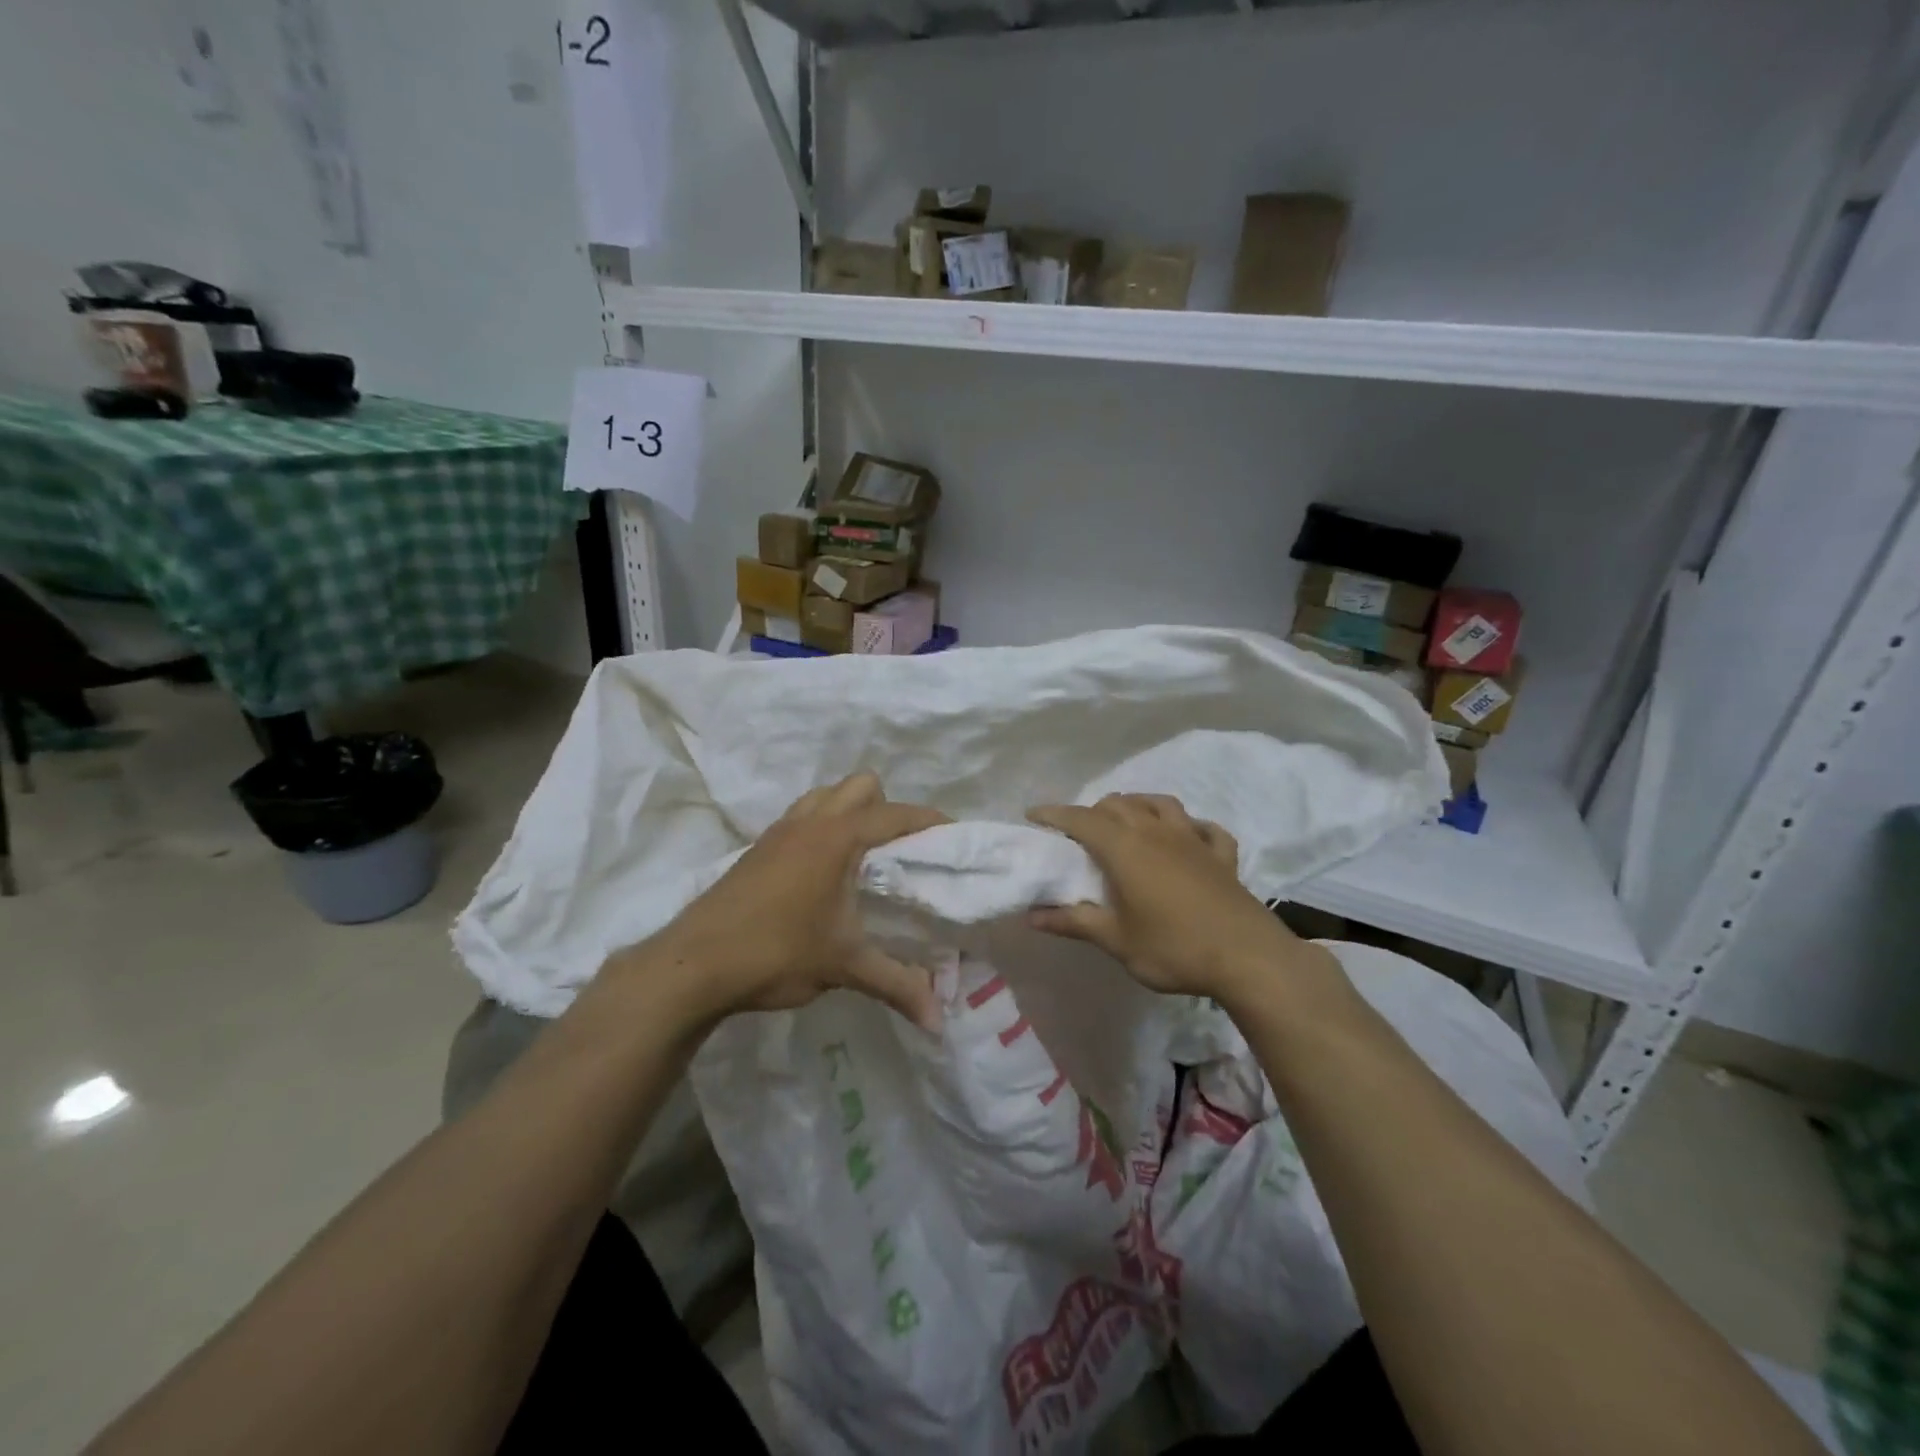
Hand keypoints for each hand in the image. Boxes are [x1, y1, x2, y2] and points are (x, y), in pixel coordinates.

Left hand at [636, 772, 947, 1030]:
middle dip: (887, 809)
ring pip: (827, 796)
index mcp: (838, 838)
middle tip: (900, 852)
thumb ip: (896, 986)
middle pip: (862, 786)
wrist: (693, 964)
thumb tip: (939, 1021)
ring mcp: (779, 831)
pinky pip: (802, 816)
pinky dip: (822, 827)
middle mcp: (810, 822)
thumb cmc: (775, 953)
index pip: (897, 814)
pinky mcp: (758, 848)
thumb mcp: (843, 966)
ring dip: (850, 812)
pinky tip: (822, 873)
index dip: (930, 820)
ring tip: (863, 857)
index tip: (954, 836)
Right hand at [1026, 794, 1305, 999]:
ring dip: (1137, 806)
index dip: (1054, 814)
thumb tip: (1032, 916)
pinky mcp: (1222, 855)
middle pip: (1118, 804)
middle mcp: (1156, 831)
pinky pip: (1203, 828)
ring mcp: (1193, 839)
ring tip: (1127, 823)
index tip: (1032, 814)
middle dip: (1093, 811)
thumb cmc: (1173, 948)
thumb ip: (1074, 923)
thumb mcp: (1116, 941)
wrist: (1248, 958)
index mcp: (1125, 848)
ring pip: (1160, 803)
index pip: (1081, 819)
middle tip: (1079, 834)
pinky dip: (1189, 827)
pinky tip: (1187, 838)